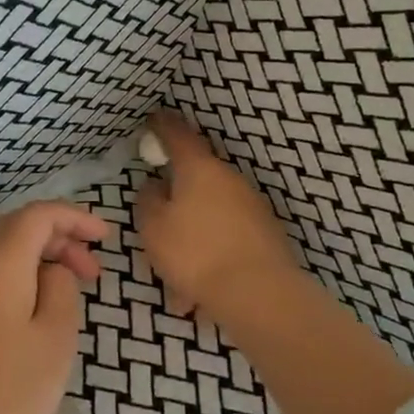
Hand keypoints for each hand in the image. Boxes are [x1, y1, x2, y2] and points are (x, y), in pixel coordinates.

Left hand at [0, 201, 107, 413]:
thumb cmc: (12, 392)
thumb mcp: (55, 336)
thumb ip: (60, 288)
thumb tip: (51, 270)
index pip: (36, 216)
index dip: (73, 217)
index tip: (104, 238)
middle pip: (14, 230)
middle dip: (57, 239)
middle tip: (91, 271)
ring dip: (35, 261)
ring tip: (66, 293)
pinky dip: (12, 281)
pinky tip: (31, 314)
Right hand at [136, 111, 302, 324]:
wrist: (259, 294)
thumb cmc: (195, 253)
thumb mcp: (153, 227)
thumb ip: (148, 200)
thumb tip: (155, 185)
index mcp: (199, 168)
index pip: (177, 134)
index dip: (162, 125)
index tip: (153, 119)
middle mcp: (229, 178)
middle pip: (196, 176)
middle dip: (176, 194)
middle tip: (157, 217)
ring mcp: (251, 205)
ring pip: (210, 214)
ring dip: (192, 234)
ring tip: (177, 275)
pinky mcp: (265, 234)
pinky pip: (226, 238)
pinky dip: (210, 255)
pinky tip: (198, 293)